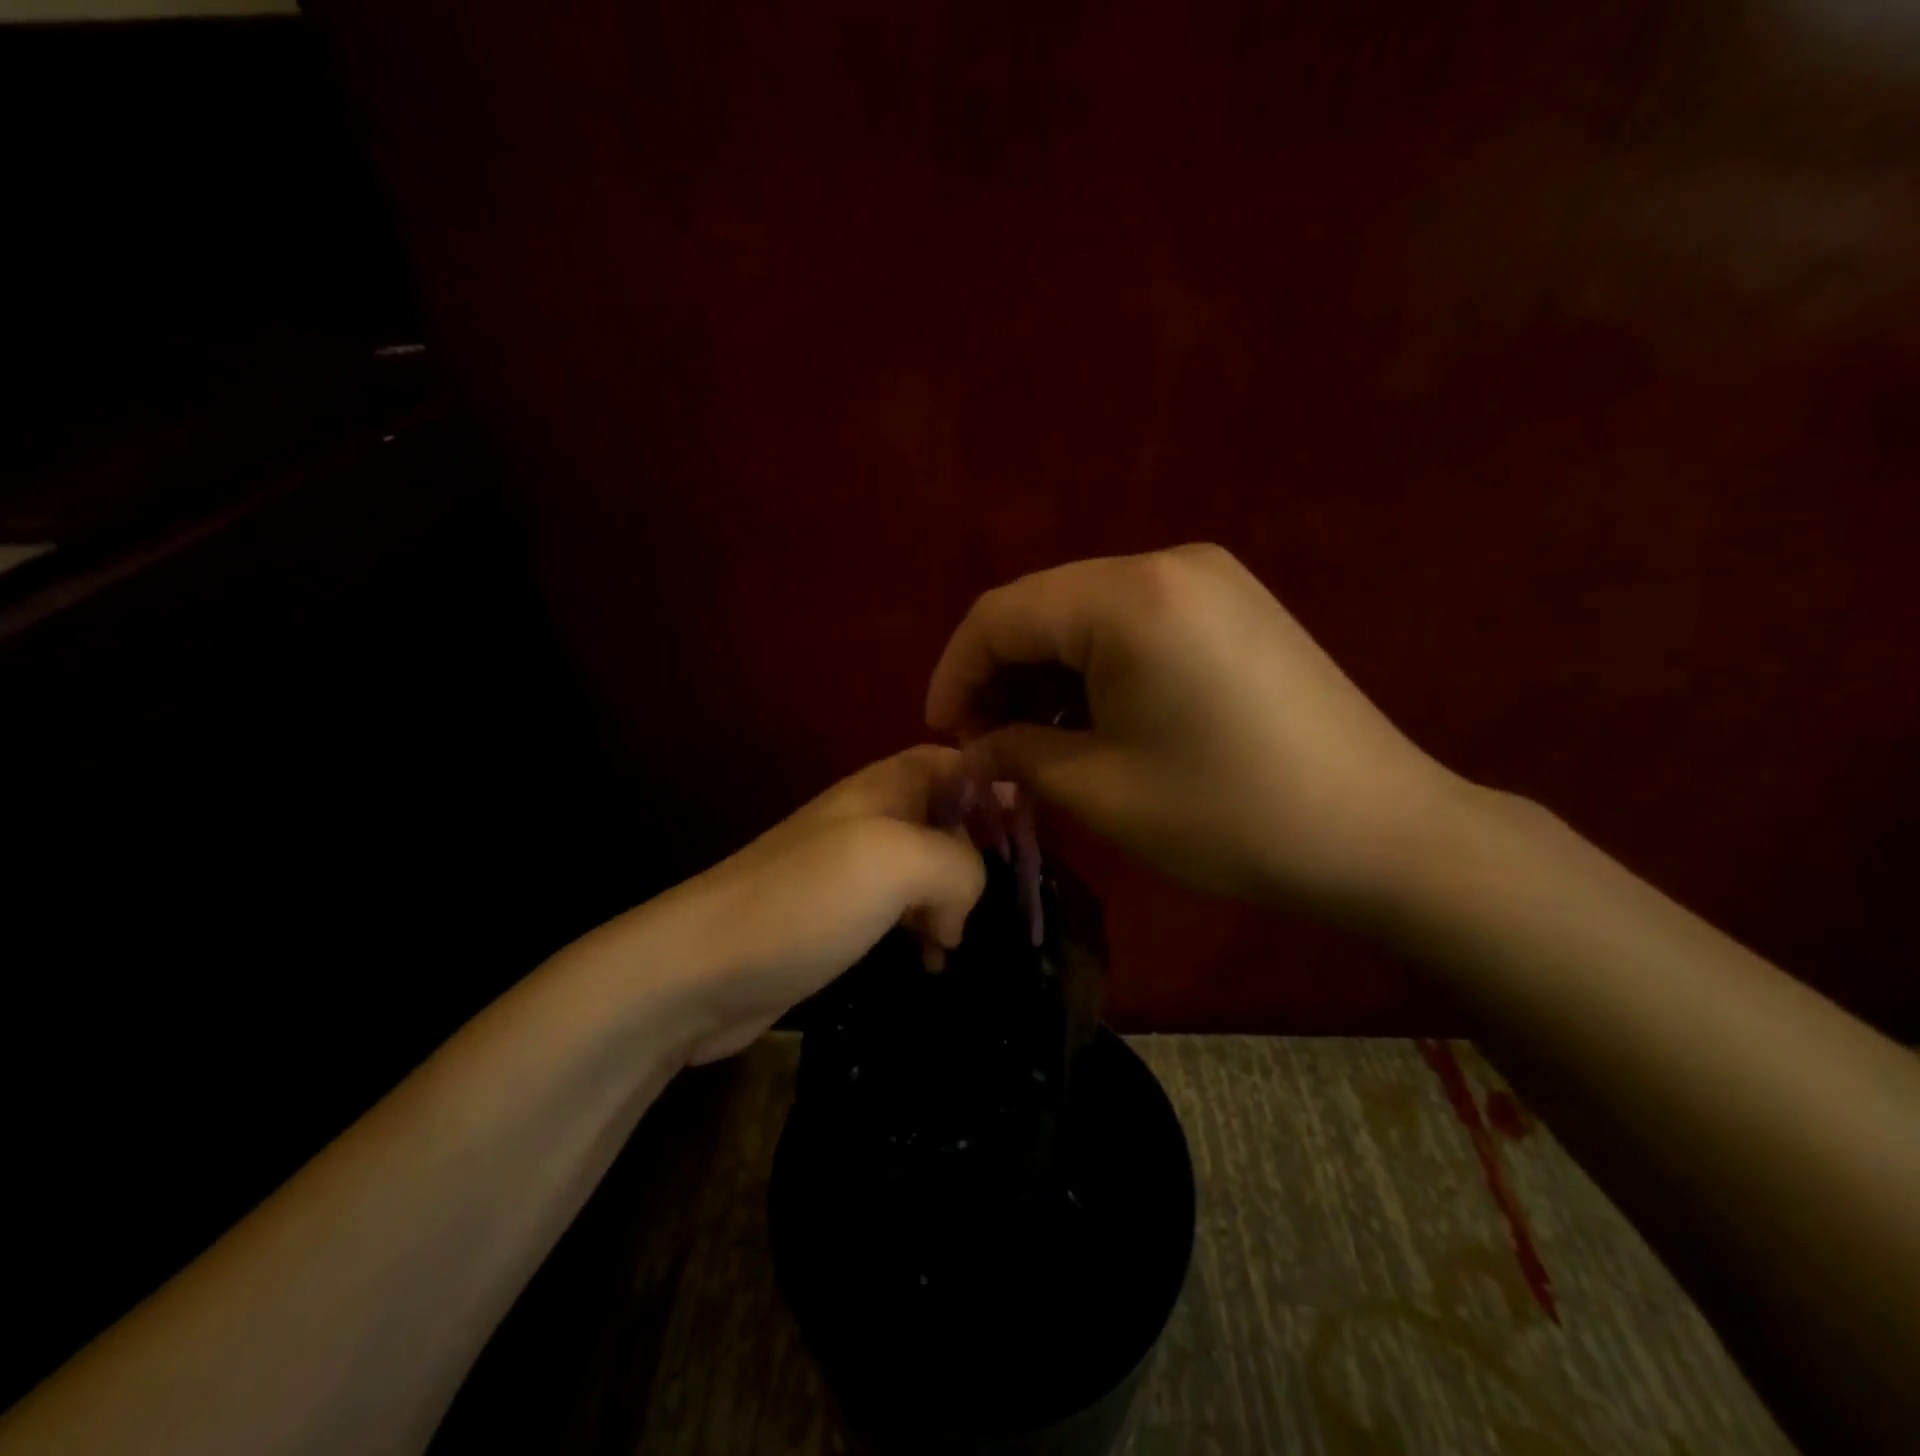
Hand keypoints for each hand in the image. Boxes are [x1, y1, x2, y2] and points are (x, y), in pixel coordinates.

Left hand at [657, 746, 987, 1063]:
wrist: (701, 969)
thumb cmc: (805, 900)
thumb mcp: (898, 861)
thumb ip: (959, 863)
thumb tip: (965, 899)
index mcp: (884, 788)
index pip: (952, 761)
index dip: (993, 784)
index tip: (1027, 829)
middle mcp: (870, 820)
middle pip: (946, 818)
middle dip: (976, 855)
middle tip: (988, 901)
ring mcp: (852, 871)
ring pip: (927, 870)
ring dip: (953, 900)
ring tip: (954, 941)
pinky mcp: (839, 918)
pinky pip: (901, 912)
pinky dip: (925, 930)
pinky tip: (930, 961)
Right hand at [926, 544, 1470, 913]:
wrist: (1384, 835)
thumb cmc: (1231, 817)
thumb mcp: (1102, 791)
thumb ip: (1015, 755)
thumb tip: (970, 749)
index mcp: (1129, 598)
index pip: (1001, 615)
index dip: (956, 674)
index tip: (943, 737)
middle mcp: (1166, 564)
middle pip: (1043, 609)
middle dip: (1001, 676)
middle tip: (988, 748)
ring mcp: (1209, 580)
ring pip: (1087, 618)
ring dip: (1048, 677)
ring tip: (1036, 745)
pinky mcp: (1234, 606)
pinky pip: (1135, 626)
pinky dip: (1096, 670)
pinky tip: (1093, 722)